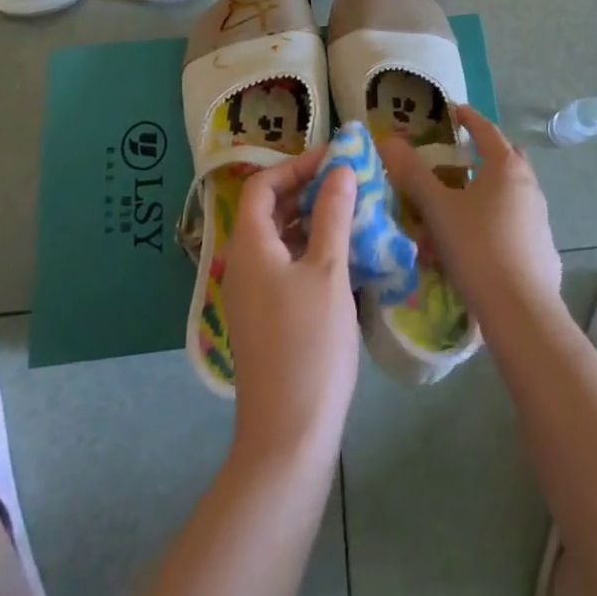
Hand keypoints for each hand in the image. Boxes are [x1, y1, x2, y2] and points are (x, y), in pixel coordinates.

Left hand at [222, 149, 360, 465]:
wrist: (288, 434)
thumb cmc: (309, 343)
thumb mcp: (329, 270)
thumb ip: (333, 214)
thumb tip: (341, 169)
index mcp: (250, 246)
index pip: (262, 185)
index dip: (296, 166)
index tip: (335, 160)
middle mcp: (242, 265)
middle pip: (269, 211)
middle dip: (308, 191)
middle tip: (350, 185)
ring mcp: (252, 295)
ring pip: (280, 241)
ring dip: (313, 222)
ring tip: (354, 216)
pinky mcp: (265, 319)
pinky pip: (285, 268)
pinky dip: (311, 252)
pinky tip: (345, 259)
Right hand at [377, 104, 562, 323]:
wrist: (521, 311)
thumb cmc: (477, 247)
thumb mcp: (437, 208)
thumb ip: (412, 173)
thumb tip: (387, 141)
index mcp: (506, 167)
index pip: (486, 130)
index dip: (469, 118)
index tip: (455, 110)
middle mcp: (528, 186)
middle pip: (503, 160)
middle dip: (480, 156)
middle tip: (454, 160)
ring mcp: (539, 218)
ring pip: (506, 195)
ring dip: (482, 195)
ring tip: (452, 209)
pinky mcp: (542, 249)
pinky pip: (511, 224)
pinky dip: (491, 223)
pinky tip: (470, 246)